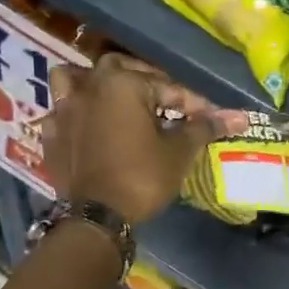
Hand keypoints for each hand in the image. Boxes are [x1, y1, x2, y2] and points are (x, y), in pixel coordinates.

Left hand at [44, 54, 246, 223]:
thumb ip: (203, 128)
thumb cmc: (142, 178)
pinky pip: (60, 113)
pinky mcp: (50, 134)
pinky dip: (73, 115)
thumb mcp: (179, 152)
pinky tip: (85, 127)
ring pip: (75, 80)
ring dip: (94, 84)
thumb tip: (238, 117)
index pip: (167, 87)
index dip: (193, 103)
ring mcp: (64, 110)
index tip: (211, 118)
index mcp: (122, 83)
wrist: (97, 217)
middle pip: (121, 70)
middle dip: (147, 83)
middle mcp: (89, 87)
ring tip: (112, 99)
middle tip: (166, 104)